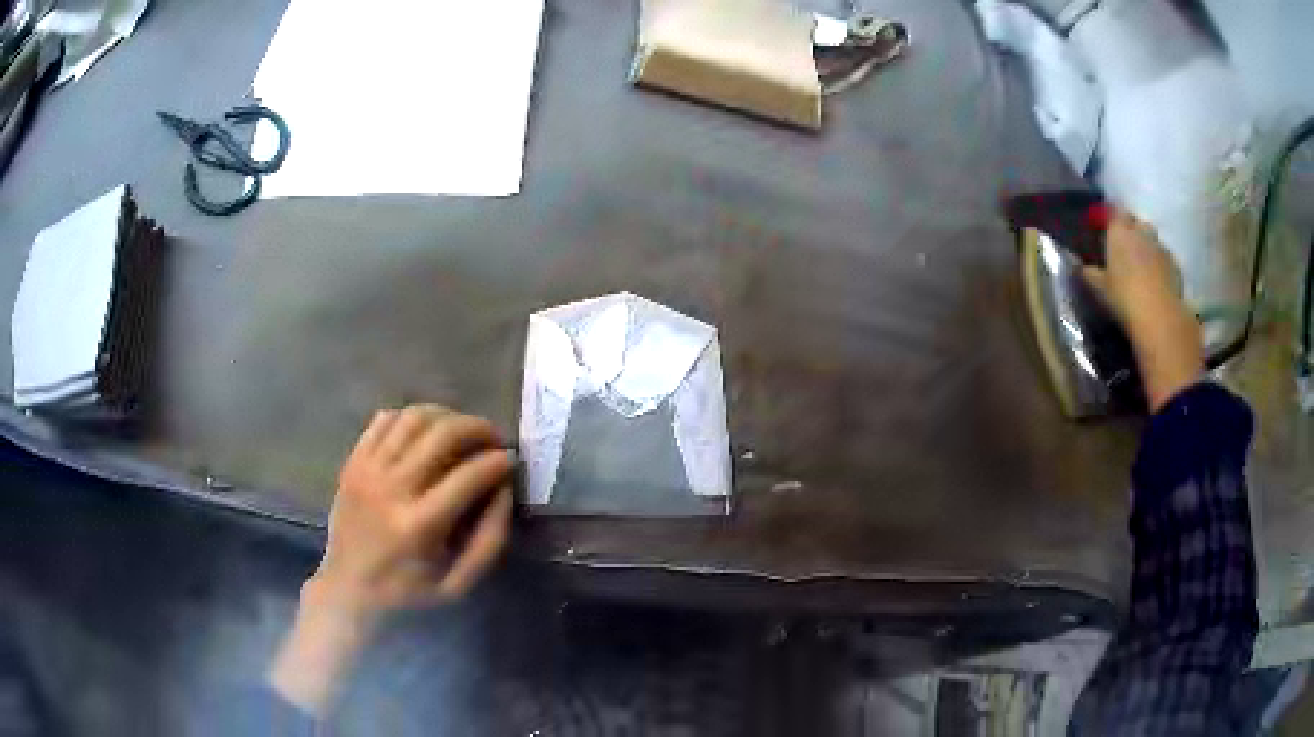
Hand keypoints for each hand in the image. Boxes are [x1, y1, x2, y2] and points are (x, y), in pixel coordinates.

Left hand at [269, 405, 514, 713]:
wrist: (347, 592)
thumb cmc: (408, 595)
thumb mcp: (459, 584)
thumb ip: (490, 538)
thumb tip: (504, 489)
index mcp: (419, 526)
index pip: (469, 475)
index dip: (498, 462)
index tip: (512, 460)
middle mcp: (391, 489)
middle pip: (442, 434)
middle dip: (477, 428)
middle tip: (494, 438)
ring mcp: (367, 470)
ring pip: (413, 418)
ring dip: (447, 416)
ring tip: (462, 431)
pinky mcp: (353, 463)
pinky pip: (384, 420)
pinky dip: (410, 417)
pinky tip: (425, 432)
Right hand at [1083, 211, 1203, 410]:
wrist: (1160, 318)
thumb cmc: (1124, 298)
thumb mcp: (1099, 289)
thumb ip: (1089, 274)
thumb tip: (1080, 267)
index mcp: (1119, 231)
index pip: (1113, 211)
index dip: (1109, 218)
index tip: (1105, 227)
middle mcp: (1140, 231)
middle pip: (1135, 221)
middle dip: (1130, 229)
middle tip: (1124, 245)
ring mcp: (1160, 246)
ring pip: (1151, 238)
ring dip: (1146, 245)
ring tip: (1141, 263)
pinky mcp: (1175, 264)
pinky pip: (1164, 256)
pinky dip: (1159, 263)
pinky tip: (1156, 279)